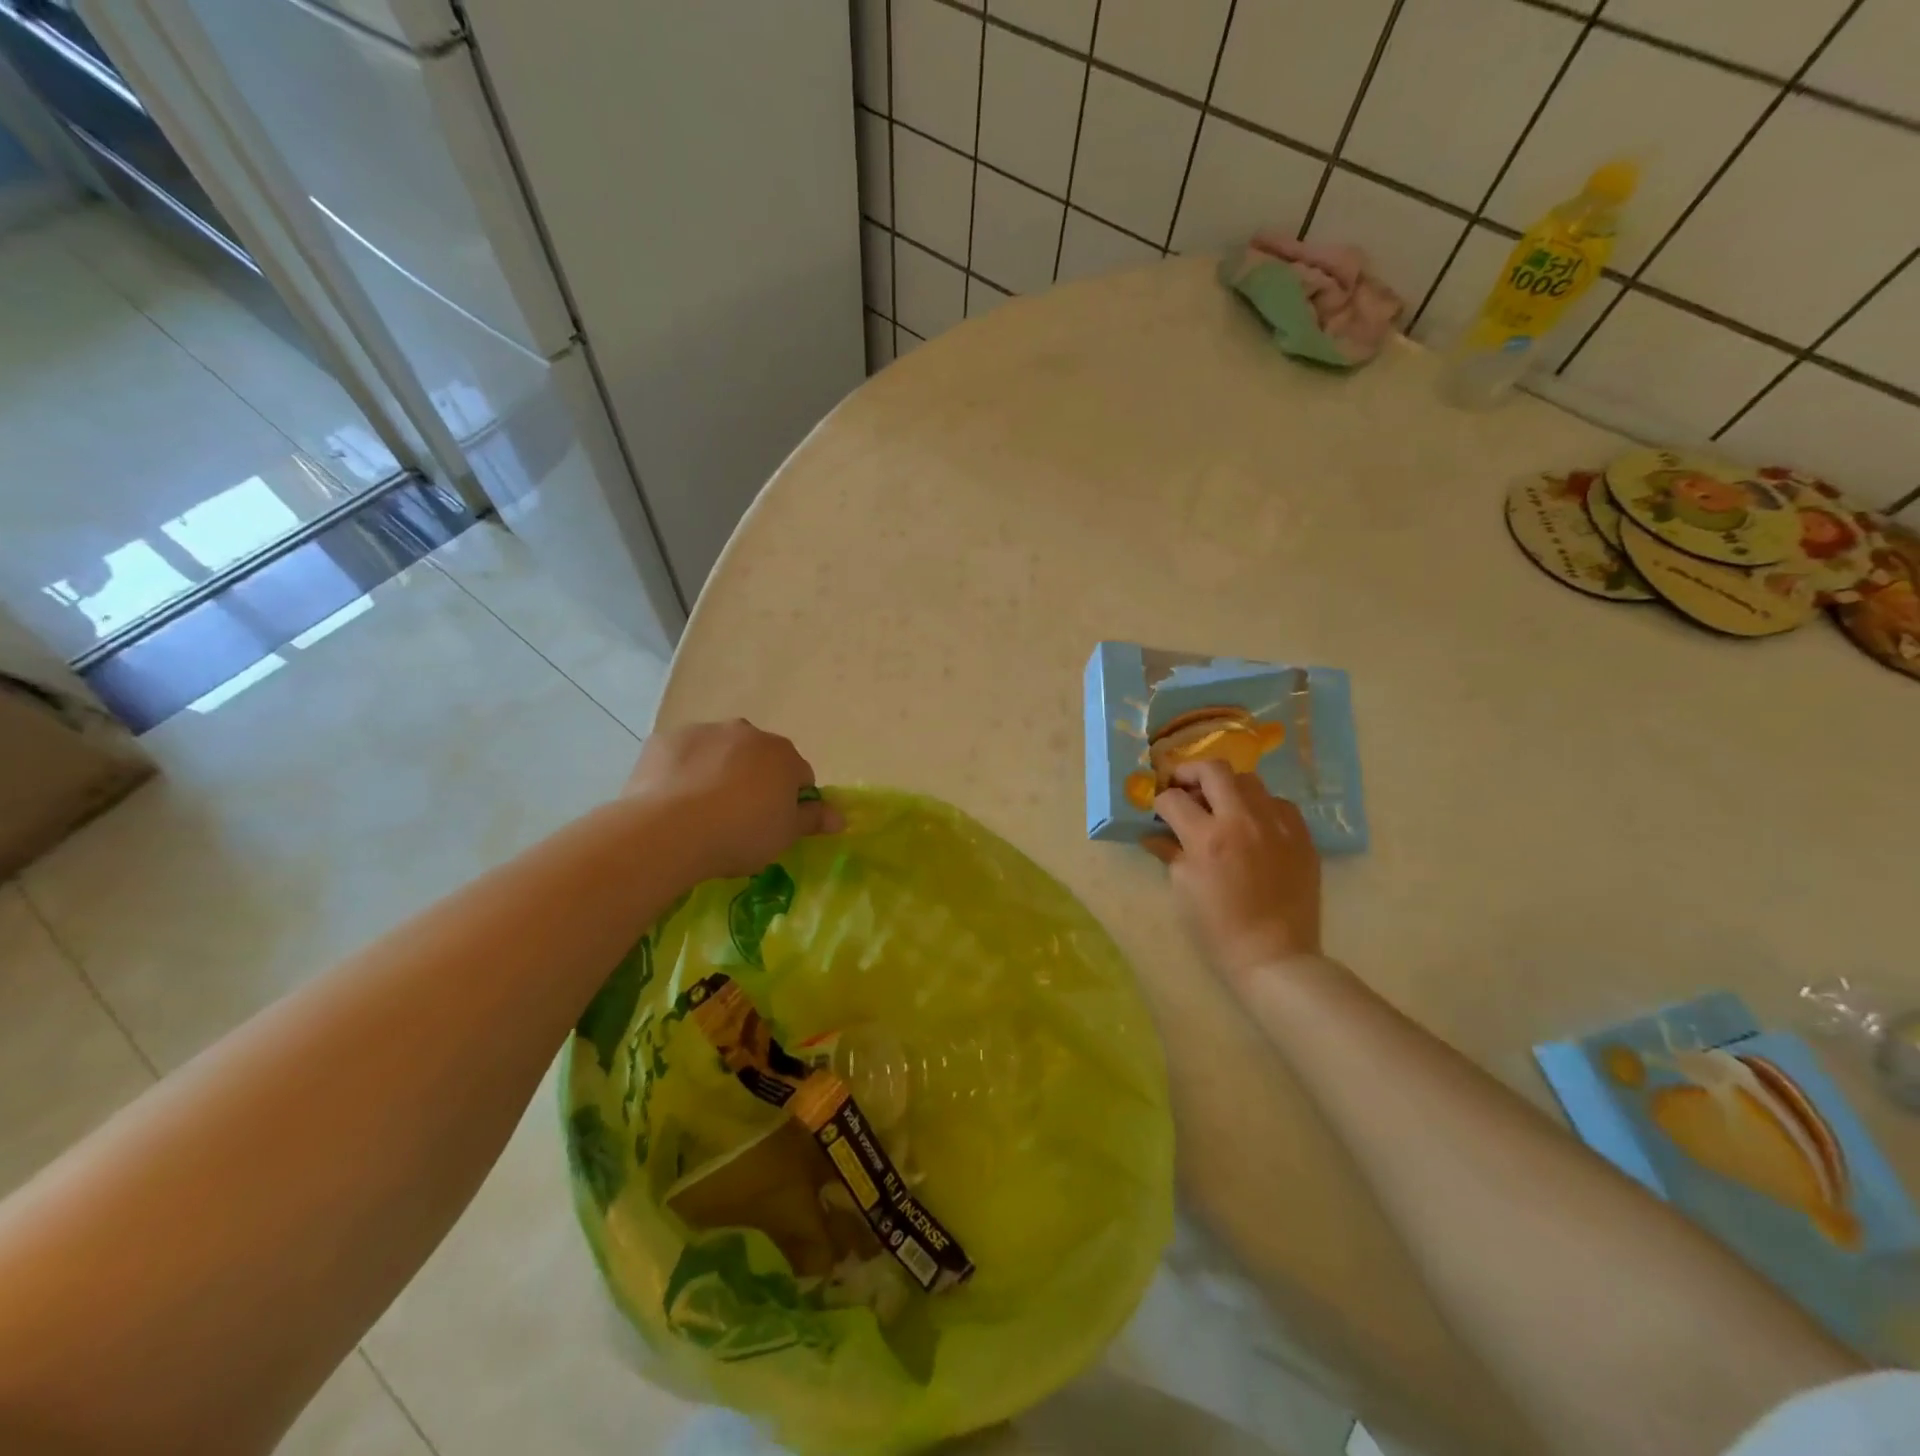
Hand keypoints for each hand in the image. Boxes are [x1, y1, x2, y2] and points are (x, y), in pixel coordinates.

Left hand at [624, 720, 842, 881]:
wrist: (668, 831)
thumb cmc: (740, 834)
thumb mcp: (785, 835)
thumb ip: (813, 819)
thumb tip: (840, 816)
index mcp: (783, 754)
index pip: (799, 776)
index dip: (791, 802)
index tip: (774, 825)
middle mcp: (747, 732)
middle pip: (759, 758)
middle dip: (754, 780)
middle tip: (739, 819)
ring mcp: (704, 732)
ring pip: (719, 753)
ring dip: (718, 773)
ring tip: (701, 813)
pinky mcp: (665, 740)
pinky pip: (682, 756)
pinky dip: (682, 772)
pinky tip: (672, 802)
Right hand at [1144, 760, 1321, 992]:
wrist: (1274, 957)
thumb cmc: (1218, 929)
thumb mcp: (1183, 889)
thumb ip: (1170, 852)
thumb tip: (1154, 834)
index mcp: (1207, 838)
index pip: (1174, 799)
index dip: (1160, 802)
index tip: (1159, 811)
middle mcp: (1243, 821)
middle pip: (1213, 769)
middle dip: (1191, 773)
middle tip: (1184, 788)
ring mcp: (1277, 825)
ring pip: (1249, 780)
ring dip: (1227, 788)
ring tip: (1221, 807)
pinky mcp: (1302, 836)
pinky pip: (1278, 803)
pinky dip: (1260, 807)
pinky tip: (1253, 826)